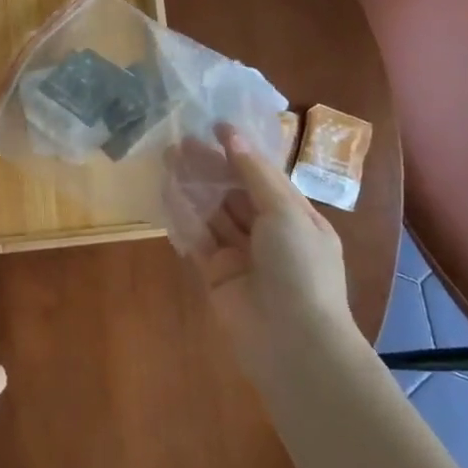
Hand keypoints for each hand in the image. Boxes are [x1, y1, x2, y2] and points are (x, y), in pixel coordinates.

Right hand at [190, 123, 353, 375]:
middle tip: (179, 143)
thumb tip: (232, 137)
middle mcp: (269, 235)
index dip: (240, 151)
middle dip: (210, 168)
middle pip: (234, 194)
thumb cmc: (300, 269)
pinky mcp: (216, 276)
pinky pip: (198, 241)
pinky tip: (167, 195)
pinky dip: (184, 219)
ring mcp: (242, 257)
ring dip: (193, 189)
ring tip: (167, 161)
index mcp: (296, 218)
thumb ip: (255, 175)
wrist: (293, 341)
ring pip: (214, 215)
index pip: (264, 177)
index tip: (214, 126)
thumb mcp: (286, 213)